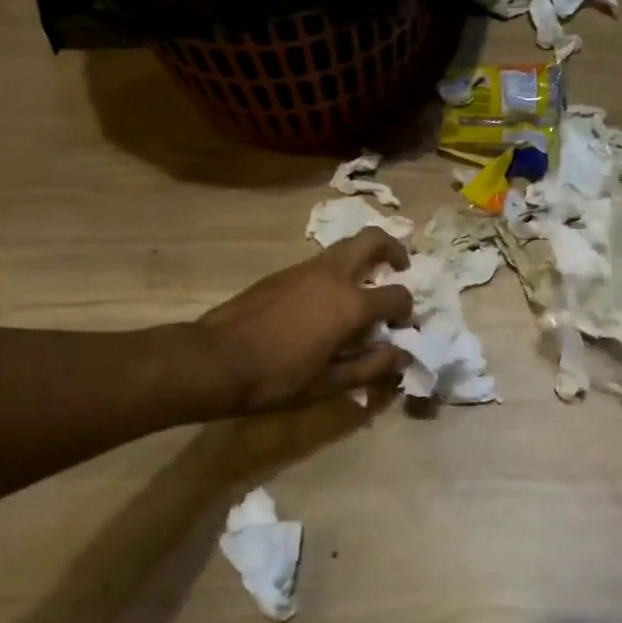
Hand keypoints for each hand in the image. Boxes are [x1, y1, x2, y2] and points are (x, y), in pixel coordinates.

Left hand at [197, 229, 413, 412]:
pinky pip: (320, 263)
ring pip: (344, 247)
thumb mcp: (328, 384)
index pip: (397, 295)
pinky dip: (336, 272)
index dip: (406, 310)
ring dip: (362, 259)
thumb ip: (370, 367)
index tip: (400, 325)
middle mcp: (332, 275)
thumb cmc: (276, 378)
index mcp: (350, 303)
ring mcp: (305, 268)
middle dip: (393, 248)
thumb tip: (400, 354)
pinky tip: (324, 303)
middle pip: (373, 239)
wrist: (215, 360)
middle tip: (399, 268)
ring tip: (361, 290)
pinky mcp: (283, 273)